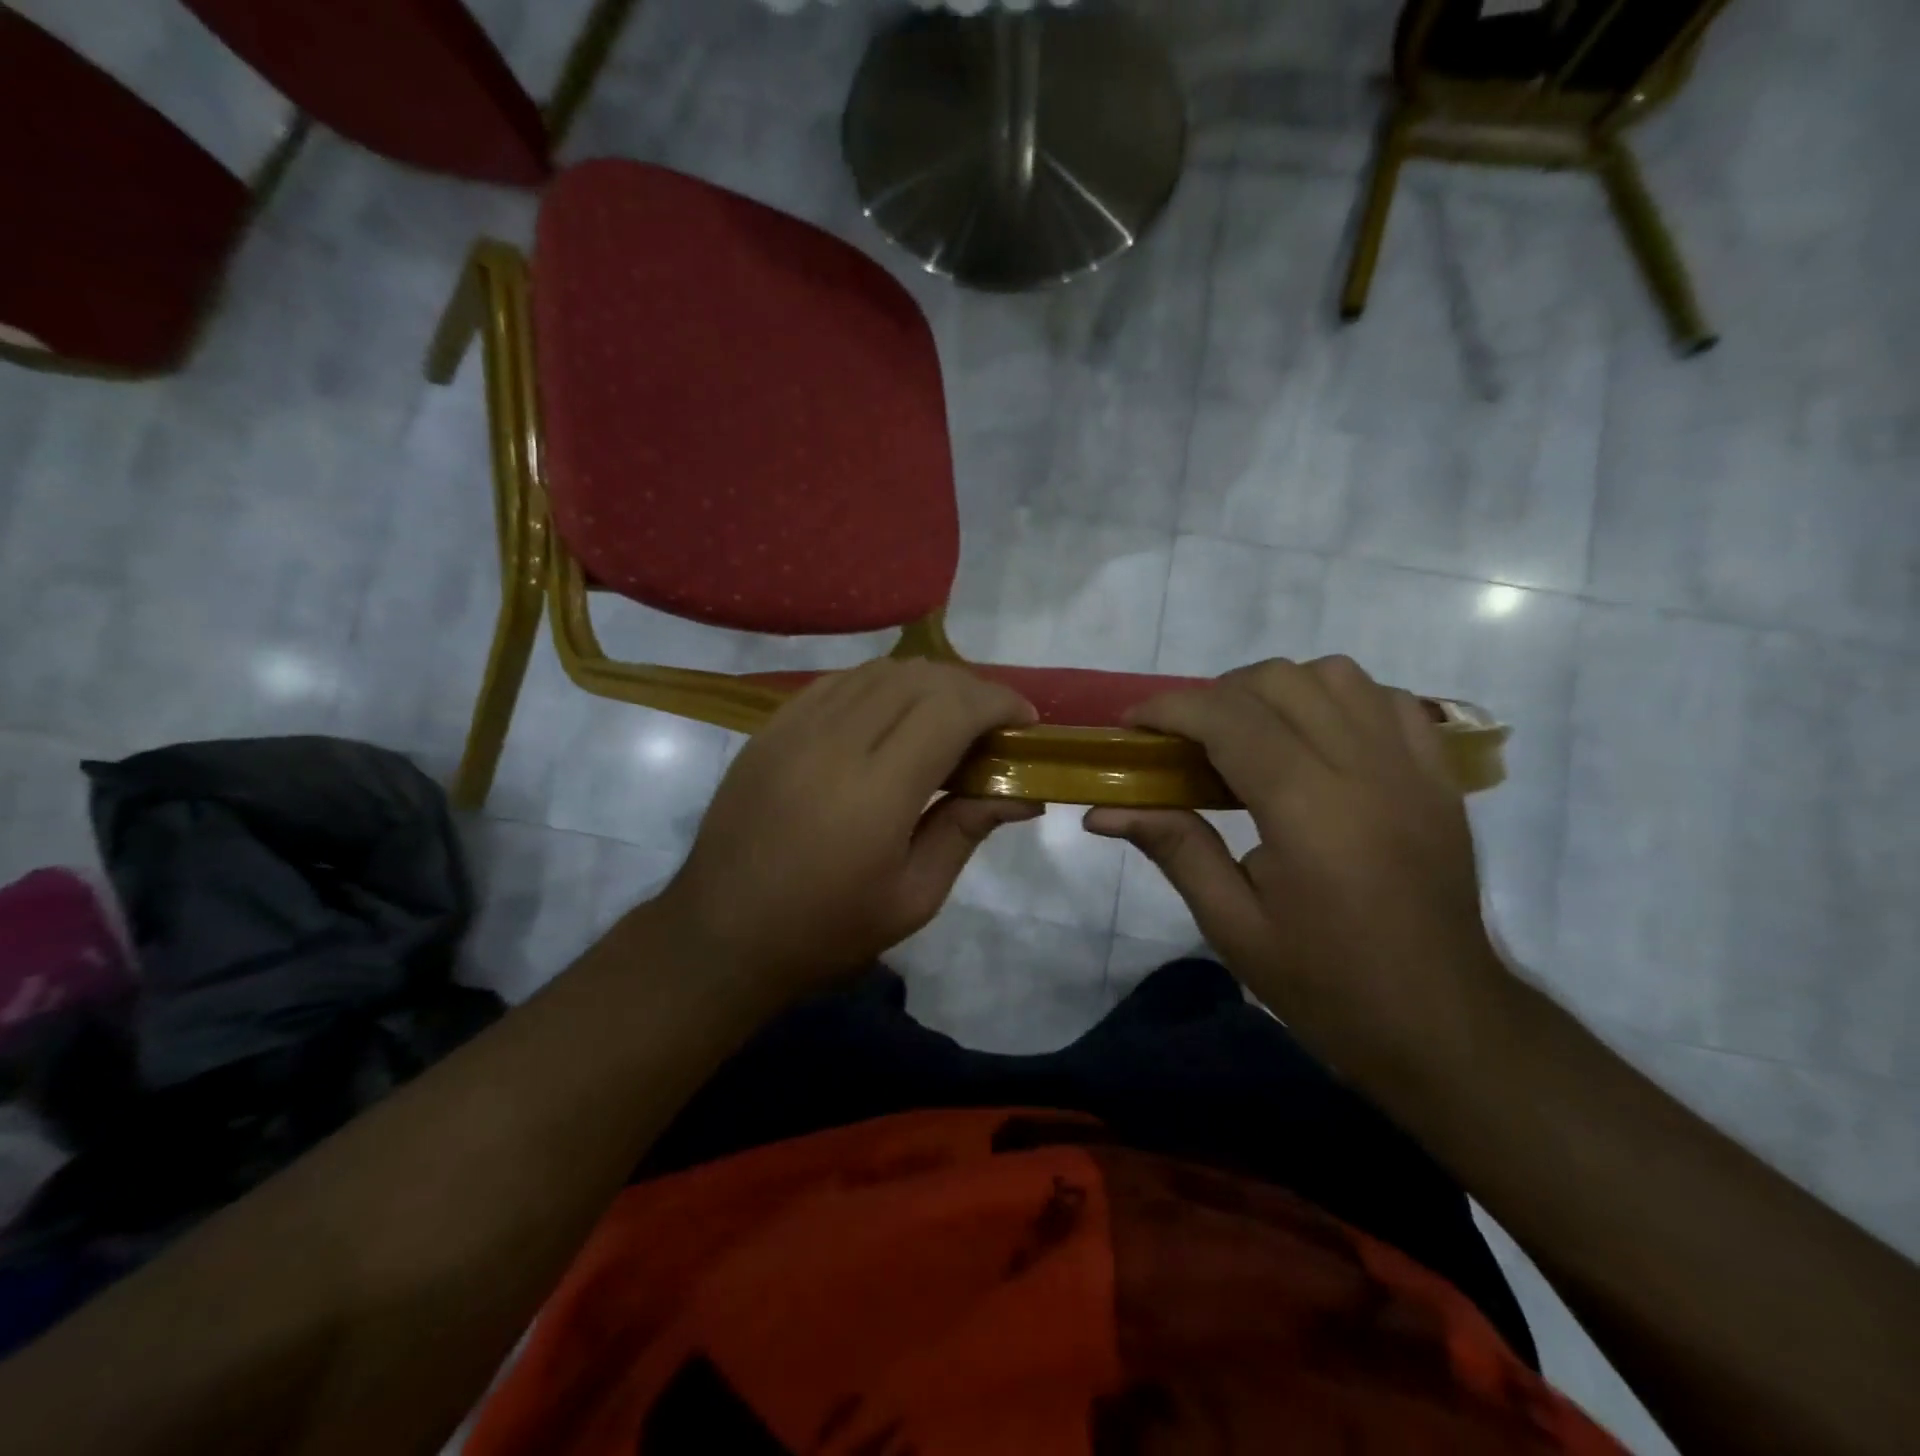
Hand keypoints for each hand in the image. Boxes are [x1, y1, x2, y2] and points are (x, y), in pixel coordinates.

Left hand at [656, 659, 1038, 1005]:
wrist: (722, 934)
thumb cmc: (826, 930)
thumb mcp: (913, 897)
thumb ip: (966, 830)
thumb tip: (1023, 792)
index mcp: (876, 791)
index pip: (951, 709)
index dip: (998, 703)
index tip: (1025, 722)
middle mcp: (835, 742)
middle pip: (919, 679)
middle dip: (970, 689)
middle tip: (992, 725)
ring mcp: (795, 727)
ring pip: (879, 671)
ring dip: (926, 683)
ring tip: (947, 717)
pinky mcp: (770, 727)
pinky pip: (838, 682)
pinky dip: (880, 686)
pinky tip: (891, 715)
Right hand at [1085, 657, 1509, 1084]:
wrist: (1442, 1025)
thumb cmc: (1326, 984)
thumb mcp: (1232, 925)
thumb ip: (1173, 848)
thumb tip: (1101, 810)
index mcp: (1309, 811)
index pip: (1229, 719)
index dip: (1170, 709)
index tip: (1132, 726)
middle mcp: (1365, 770)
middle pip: (1279, 681)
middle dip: (1215, 695)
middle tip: (1186, 740)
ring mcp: (1412, 767)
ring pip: (1336, 675)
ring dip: (1277, 689)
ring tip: (1249, 733)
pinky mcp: (1440, 777)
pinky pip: (1386, 700)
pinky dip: (1338, 699)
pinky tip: (1314, 739)